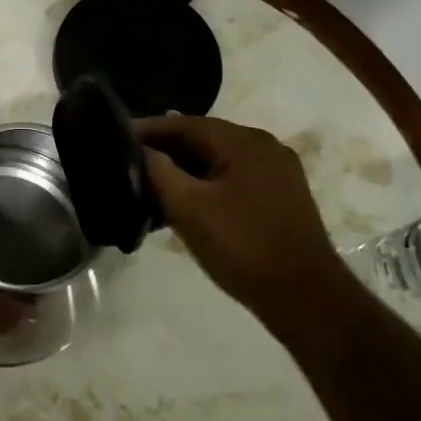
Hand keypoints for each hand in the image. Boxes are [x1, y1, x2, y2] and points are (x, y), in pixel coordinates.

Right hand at [138, 115, 356, 327]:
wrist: (304, 297)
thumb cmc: (242, 245)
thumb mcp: (189, 207)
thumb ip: (160, 172)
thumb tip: (141, 151)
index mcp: (244, 141)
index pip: (185, 123)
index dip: (148, 129)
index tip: (116, 136)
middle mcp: (264, 147)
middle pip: (203, 139)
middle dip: (165, 151)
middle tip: (128, 163)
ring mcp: (276, 174)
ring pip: (217, 162)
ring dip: (184, 172)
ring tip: (149, 187)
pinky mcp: (280, 199)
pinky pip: (232, 181)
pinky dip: (205, 187)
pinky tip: (183, 206)